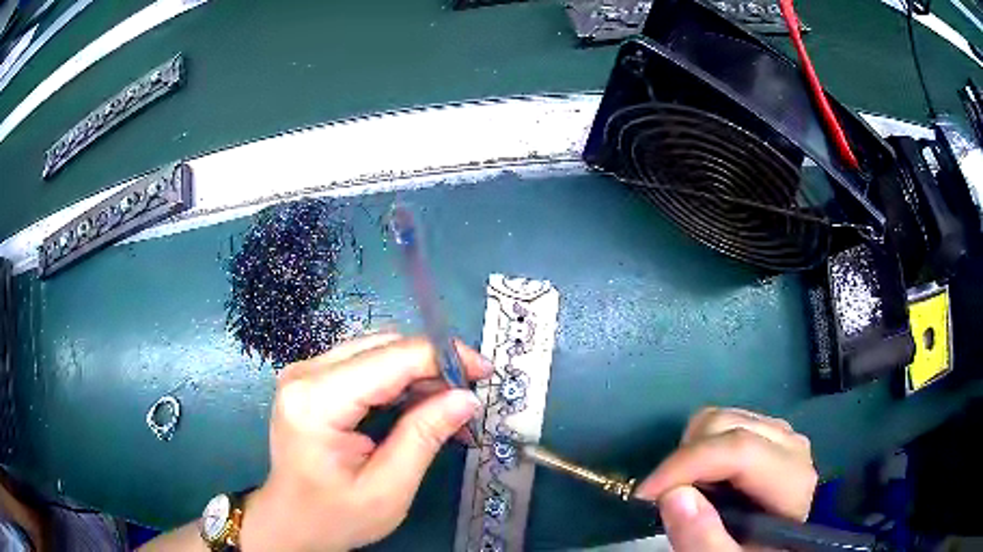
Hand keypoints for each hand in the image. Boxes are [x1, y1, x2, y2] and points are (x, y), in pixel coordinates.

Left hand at [240, 334, 491, 551]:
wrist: (291, 522)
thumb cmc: (336, 516)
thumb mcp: (388, 488)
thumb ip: (424, 437)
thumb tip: (466, 398)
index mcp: (317, 401)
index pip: (391, 358)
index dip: (444, 357)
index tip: (484, 372)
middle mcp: (304, 374)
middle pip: (383, 346)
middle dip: (433, 364)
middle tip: (467, 394)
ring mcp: (304, 373)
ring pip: (375, 350)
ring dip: (416, 370)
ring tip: (447, 400)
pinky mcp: (310, 379)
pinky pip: (363, 363)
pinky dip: (396, 377)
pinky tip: (417, 401)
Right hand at [635, 407, 817, 551]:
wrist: (776, 547)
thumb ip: (704, 540)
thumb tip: (673, 494)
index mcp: (791, 477)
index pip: (738, 449)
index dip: (686, 465)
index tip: (645, 494)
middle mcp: (789, 443)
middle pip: (725, 424)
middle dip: (684, 459)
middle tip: (665, 499)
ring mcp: (780, 433)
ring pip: (721, 418)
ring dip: (690, 451)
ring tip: (686, 490)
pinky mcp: (767, 433)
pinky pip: (724, 423)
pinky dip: (701, 447)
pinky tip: (703, 478)